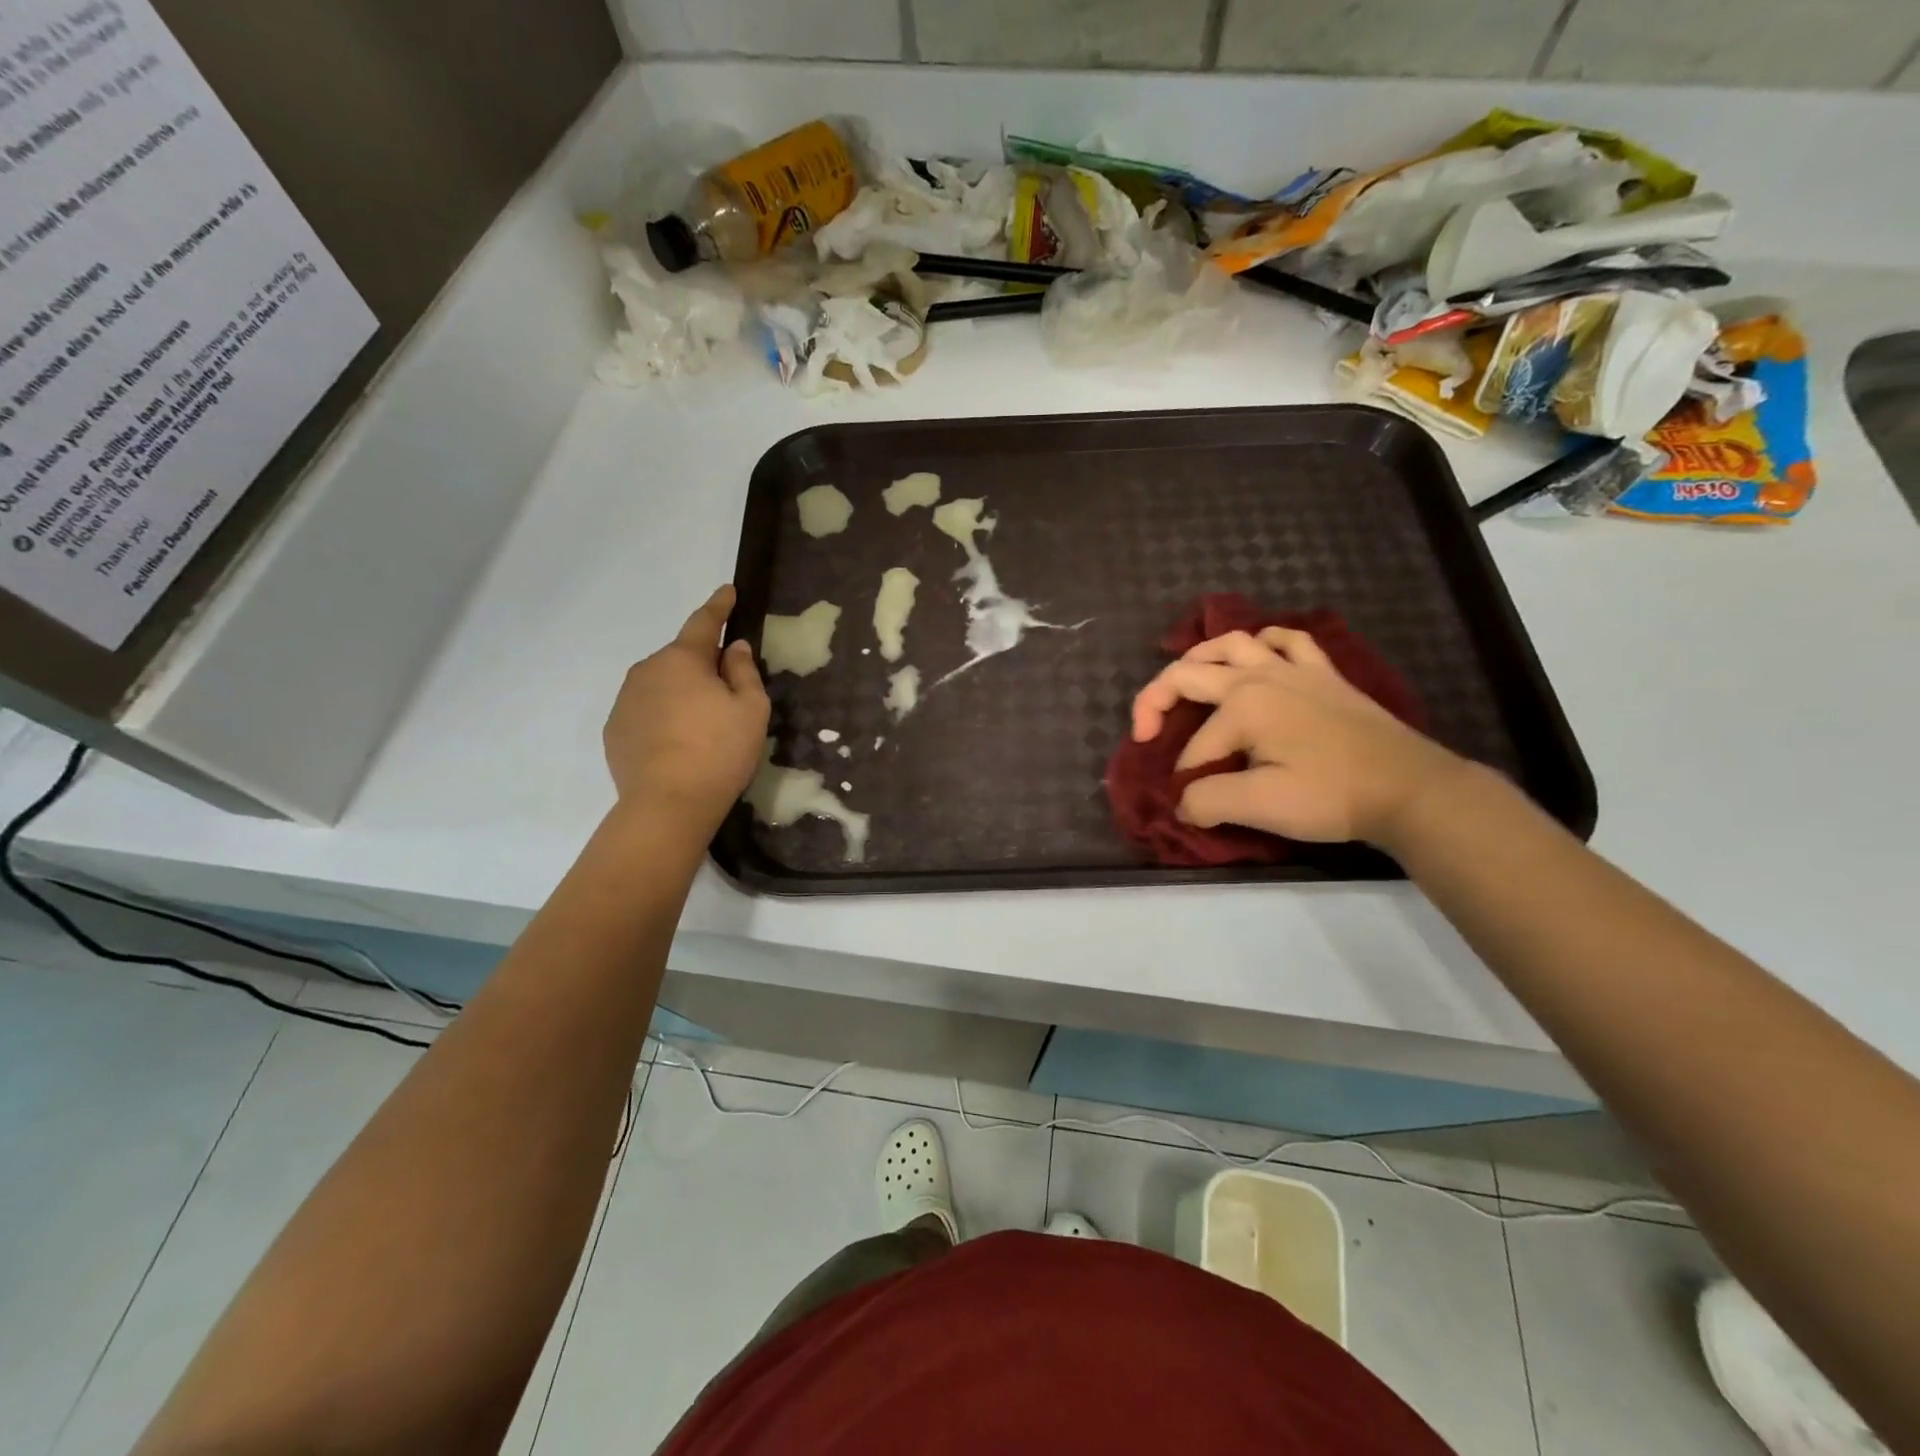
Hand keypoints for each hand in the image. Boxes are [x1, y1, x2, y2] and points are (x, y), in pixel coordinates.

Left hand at [604, 586, 768, 831]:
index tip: (728, 591)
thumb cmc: (719, 751)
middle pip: (682, 658)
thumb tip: (733, 648)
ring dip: (682, 694)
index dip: (719, 606)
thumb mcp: (751, 709)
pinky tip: (679, 745)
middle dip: (704, 666)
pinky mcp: (615, 732)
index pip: (704, 622)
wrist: (668, 805)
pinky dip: (664, 718)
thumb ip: (743, 672)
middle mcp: (647, 671)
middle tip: (729, 693)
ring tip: (704, 727)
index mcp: (682, 659)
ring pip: (662, 685)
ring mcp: (625, 701)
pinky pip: (646, 712)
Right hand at [1130, 626, 1464, 846]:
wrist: (1409, 788)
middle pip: (1189, 674)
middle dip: (1156, 701)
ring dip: (1199, 658)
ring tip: (1185, 680)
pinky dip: (1264, 643)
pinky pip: (1287, 641)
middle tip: (1145, 732)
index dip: (1186, 780)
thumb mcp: (1261, 805)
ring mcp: (1295, 669)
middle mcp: (1260, 676)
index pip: (1194, 748)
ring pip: (1232, 644)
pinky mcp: (1324, 674)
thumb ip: (1208, 801)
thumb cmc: (1331, 795)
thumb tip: (1184, 803)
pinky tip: (1258, 656)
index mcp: (1242, 705)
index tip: (1196, 809)